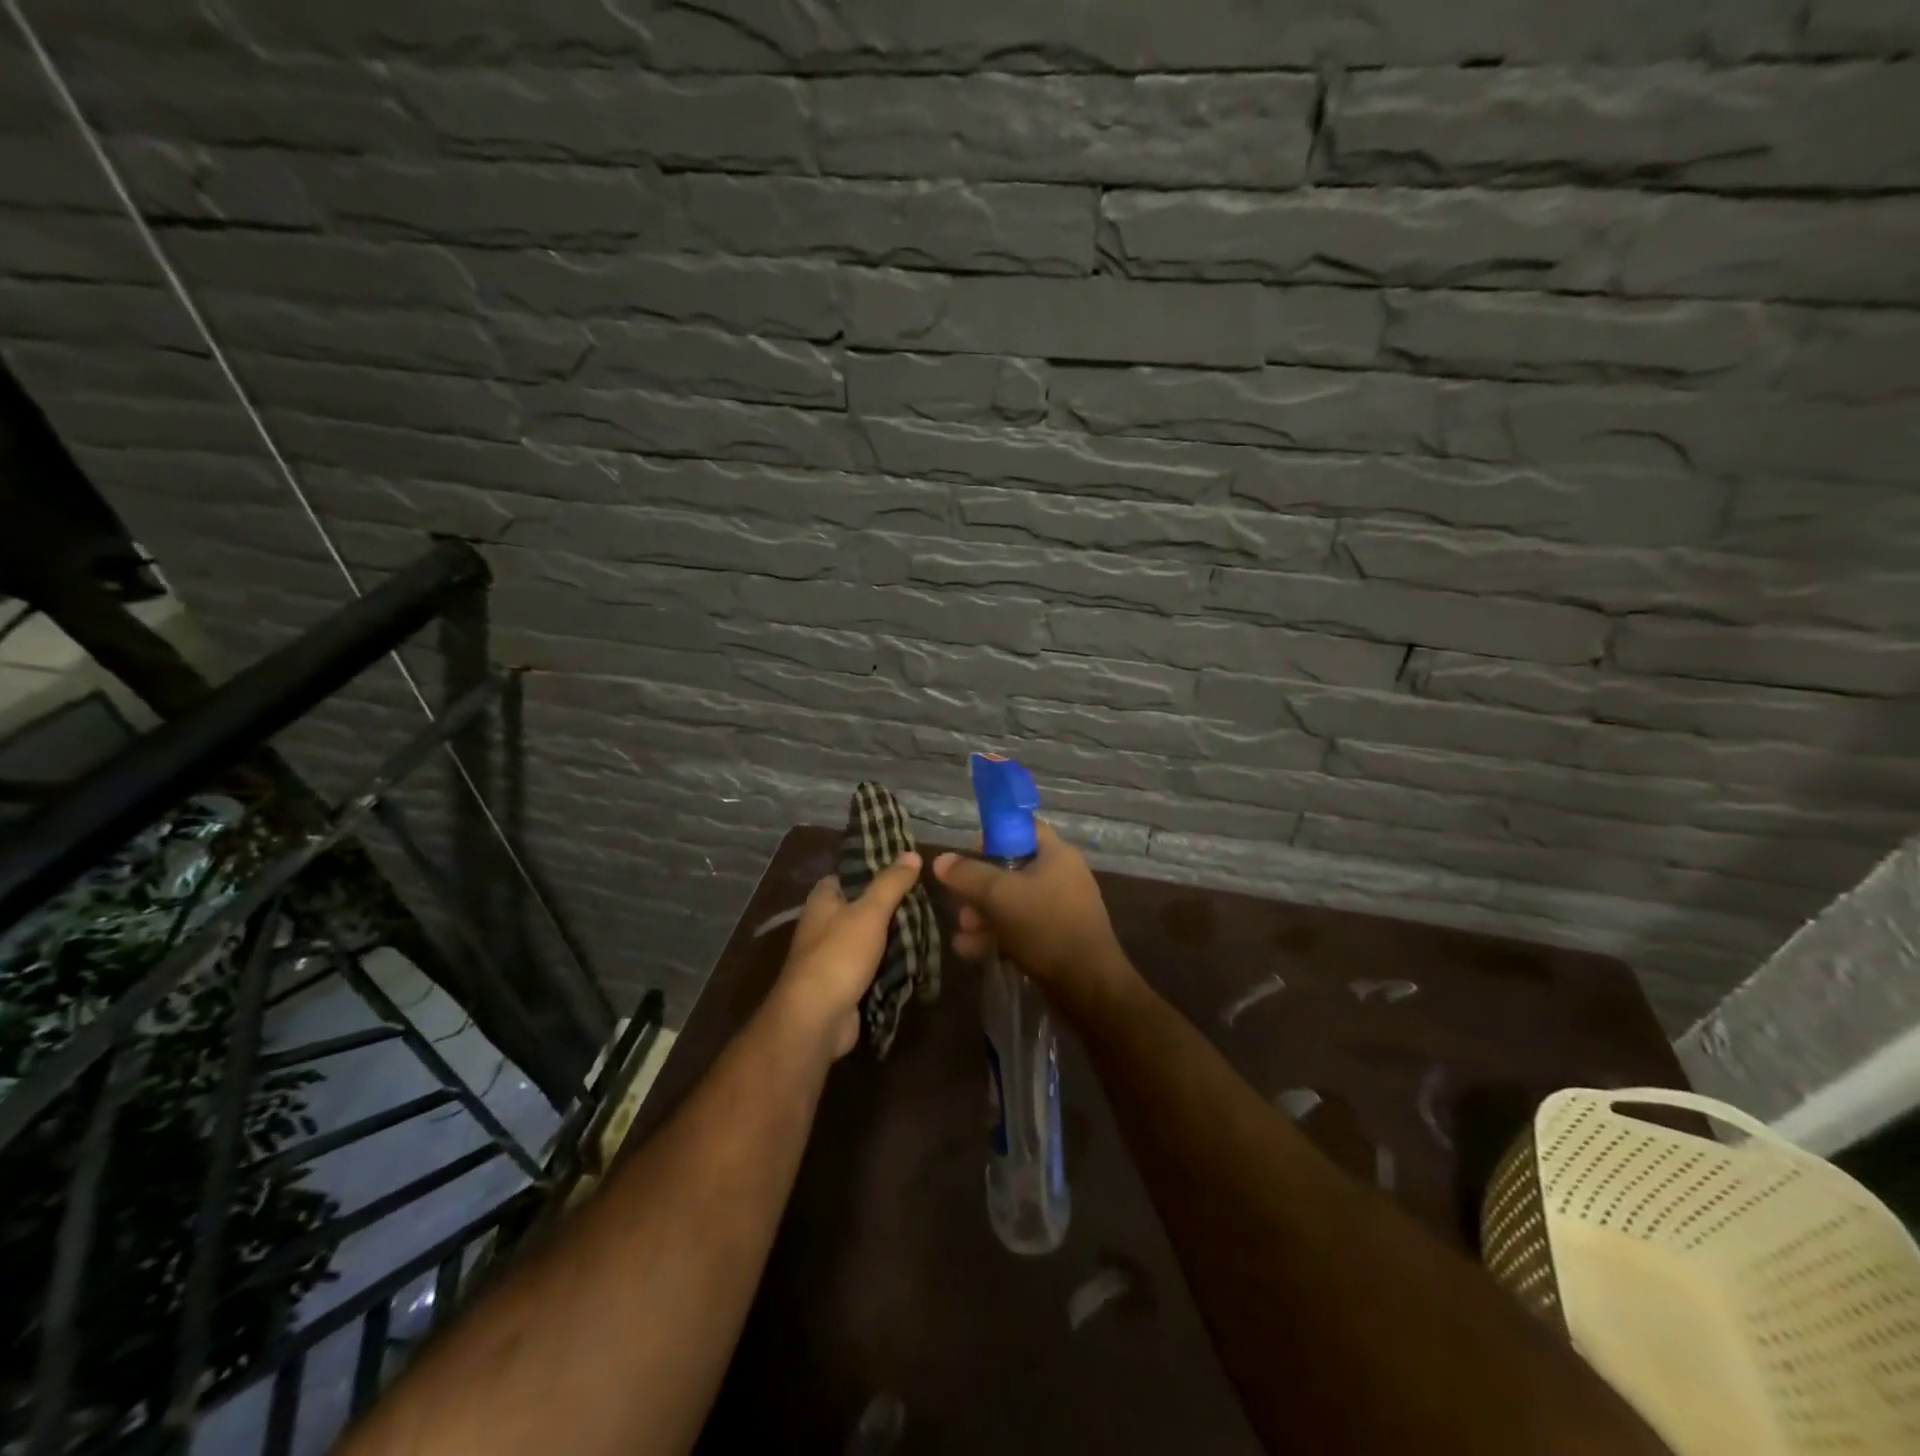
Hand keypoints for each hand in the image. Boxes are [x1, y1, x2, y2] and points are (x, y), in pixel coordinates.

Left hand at [773, 852, 922, 1060]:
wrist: (816, 1019)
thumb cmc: (839, 955)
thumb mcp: (869, 912)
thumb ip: (891, 883)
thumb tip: (911, 853)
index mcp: (823, 900)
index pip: (850, 874)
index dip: (876, 868)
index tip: (908, 867)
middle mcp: (824, 924)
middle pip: (864, 906)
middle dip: (893, 905)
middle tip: (928, 898)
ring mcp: (834, 956)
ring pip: (871, 937)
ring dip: (895, 936)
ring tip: (931, 925)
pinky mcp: (845, 983)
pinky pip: (873, 965)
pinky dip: (891, 963)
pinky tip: (918, 957)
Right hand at [933, 823, 1128, 1004]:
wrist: (1088, 987)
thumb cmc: (1045, 927)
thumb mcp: (999, 896)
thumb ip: (967, 875)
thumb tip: (941, 860)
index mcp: (1056, 854)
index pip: (1021, 828)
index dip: (992, 836)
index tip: (968, 856)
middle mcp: (1061, 875)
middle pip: (1011, 869)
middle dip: (979, 889)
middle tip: (961, 908)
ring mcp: (1060, 908)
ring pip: (1012, 902)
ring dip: (983, 917)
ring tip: (963, 937)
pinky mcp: (1057, 937)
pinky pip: (1021, 927)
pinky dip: (998, 935)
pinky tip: (973, 952)